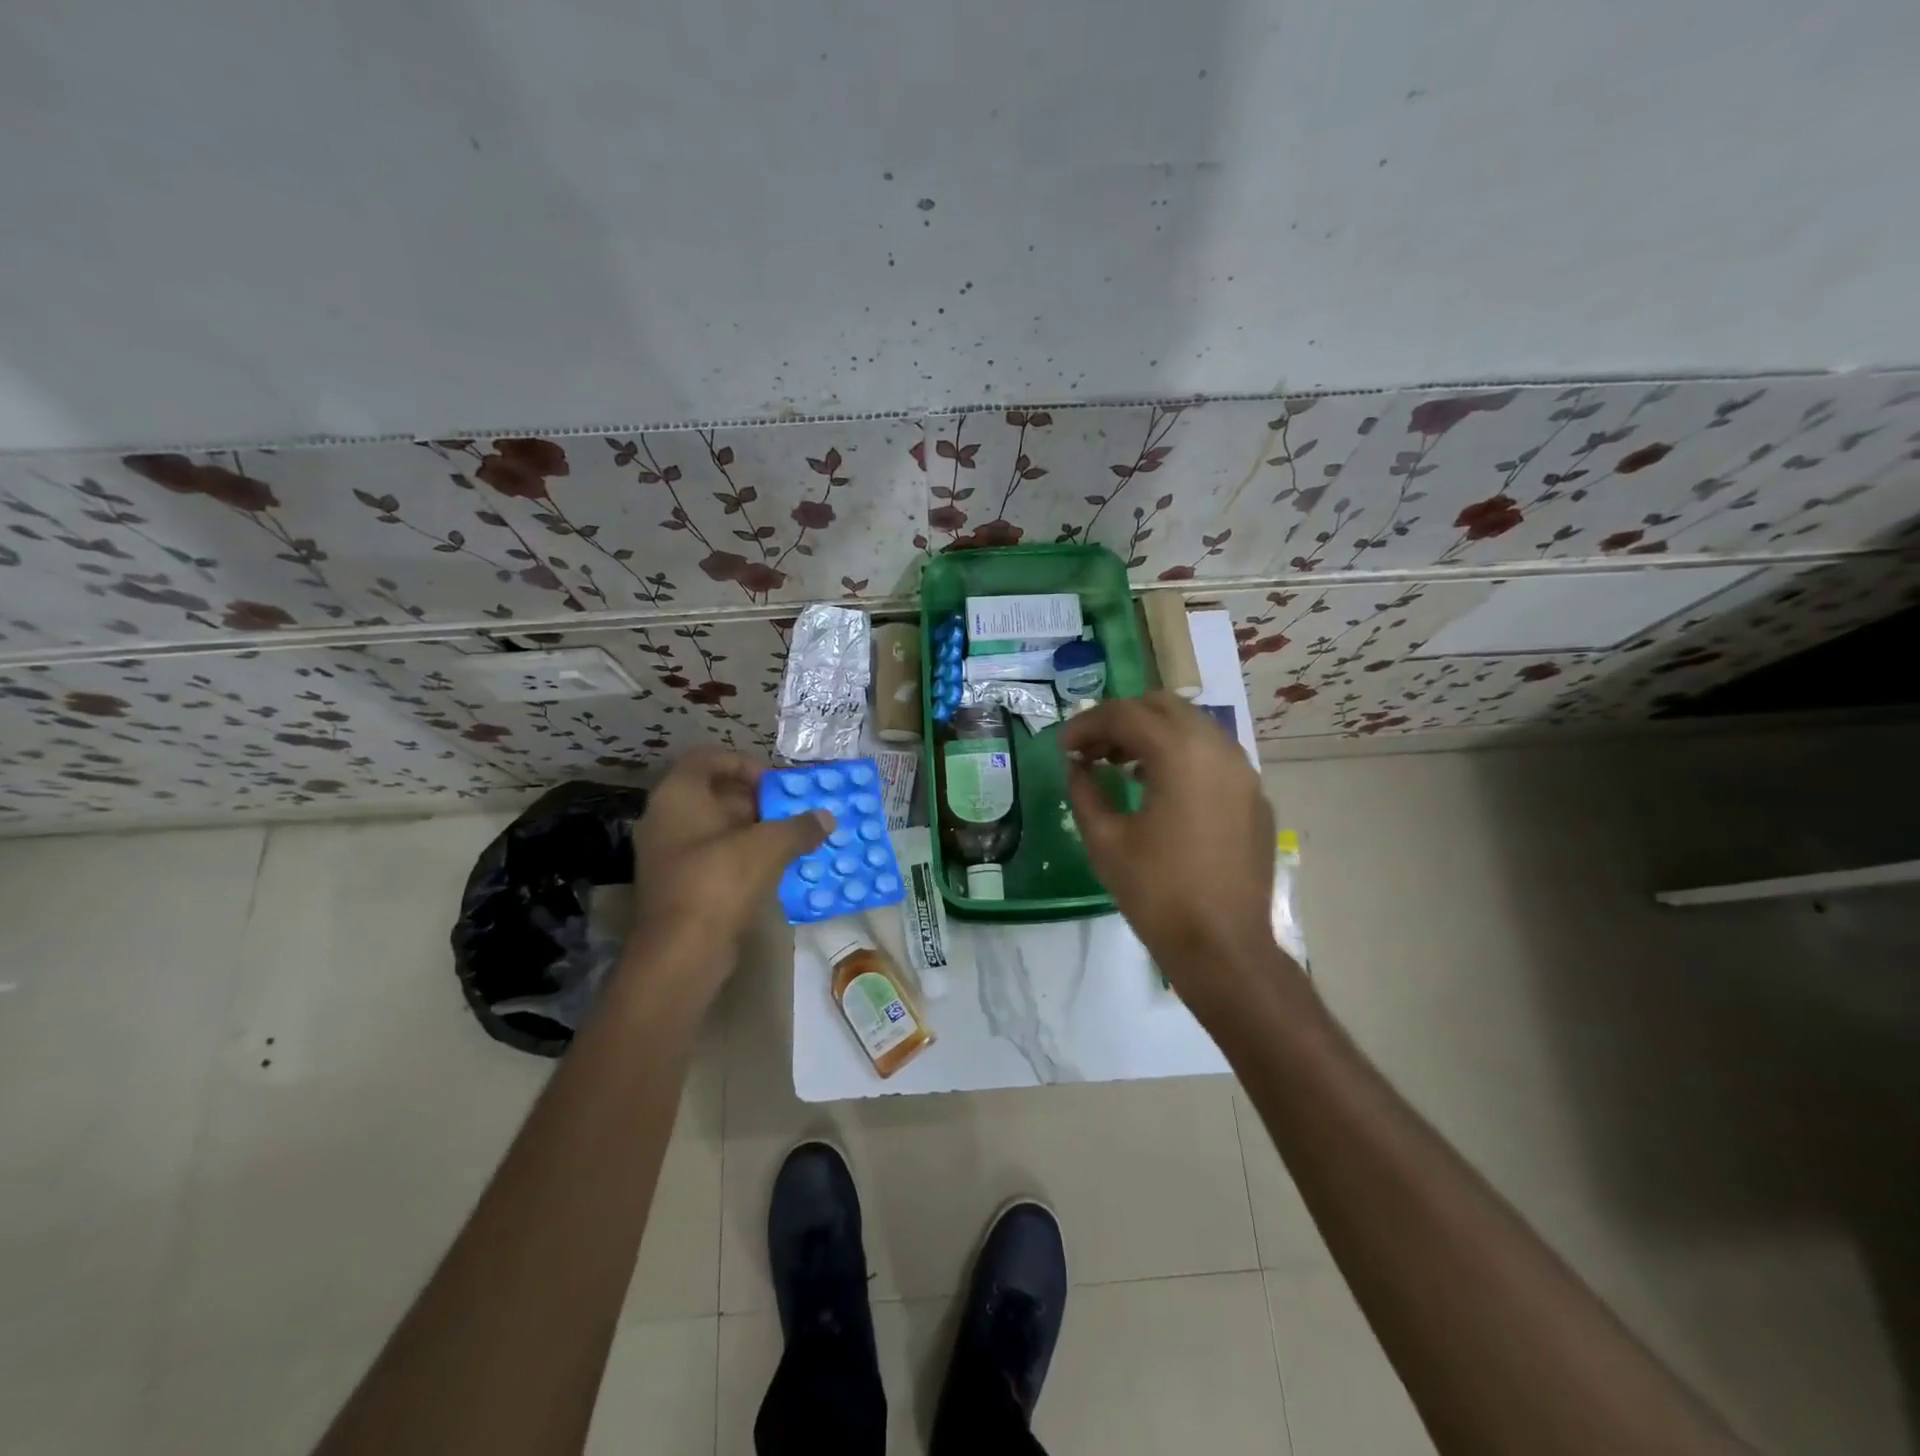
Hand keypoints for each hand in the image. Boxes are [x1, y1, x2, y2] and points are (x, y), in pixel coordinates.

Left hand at [626, 748, 828, 993]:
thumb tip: (826, 818)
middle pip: (716, 794)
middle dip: (758, 802)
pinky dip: (743, 858)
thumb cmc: (719, 882)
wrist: (681, 953)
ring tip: (792, 841)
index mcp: (678, 795)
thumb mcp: (769, 847)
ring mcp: (668, 854)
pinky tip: (774, 870)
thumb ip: (800, 827)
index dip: (746, 764)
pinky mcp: (677, 885)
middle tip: (793, 814)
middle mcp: (666, 818)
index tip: (777, 785)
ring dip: (754, 832)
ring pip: (717, 829)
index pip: (710, 758)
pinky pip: (714, 858)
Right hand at [1062, 693, 1287, 998]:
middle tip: (1091, 749)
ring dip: (1153, 735)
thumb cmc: (1157, 893)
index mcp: (1181, 754)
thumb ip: (1084, 790)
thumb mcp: (1105, 840)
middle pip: (1164, 707)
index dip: (1086, 724)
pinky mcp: (1255, 798)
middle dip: (1122, 720)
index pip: (1126, 715)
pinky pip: (1214, 757)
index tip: (1063, 746)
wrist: (1223, 947)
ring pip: (1193, 727)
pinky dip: (1181, 756)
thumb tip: (1077, 766)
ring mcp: (1244, 772)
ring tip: (1121, 766)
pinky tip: (1160, 789)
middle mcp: (1219, 749)